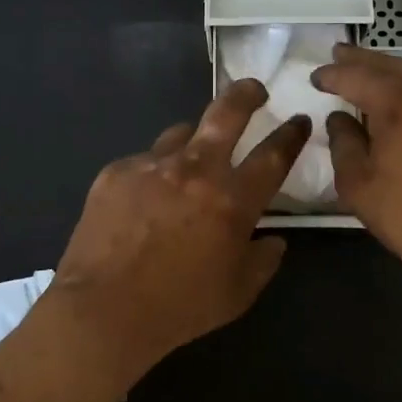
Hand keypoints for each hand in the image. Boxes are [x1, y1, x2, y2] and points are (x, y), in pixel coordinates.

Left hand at [52, 79, 310, 375]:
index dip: (291, 134)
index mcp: (232, 200)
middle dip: (247, 94)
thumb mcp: (237, 294)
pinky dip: (152, 174)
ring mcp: (152, 165)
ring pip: (181, 133)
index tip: (299, 120)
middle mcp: (196, 170)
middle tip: (254, 90)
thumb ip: (264, 261)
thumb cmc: (179, 308)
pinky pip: (144, 161)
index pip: (274, 155)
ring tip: (187, 164)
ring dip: (192, 143)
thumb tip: (274, 239)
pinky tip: (142, 202)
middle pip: (228, 112)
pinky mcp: (116, 171)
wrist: (102, 312)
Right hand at [312, 45, 401, 323]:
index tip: (316, 77)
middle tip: (340, 53)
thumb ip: (343, 143)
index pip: (356, 76)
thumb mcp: (359, 185)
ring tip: (373, 73)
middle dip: (362, 60)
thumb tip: (340, 118)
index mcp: (399, 101)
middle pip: (391, 66)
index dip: (332, 75)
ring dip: (393, 72)